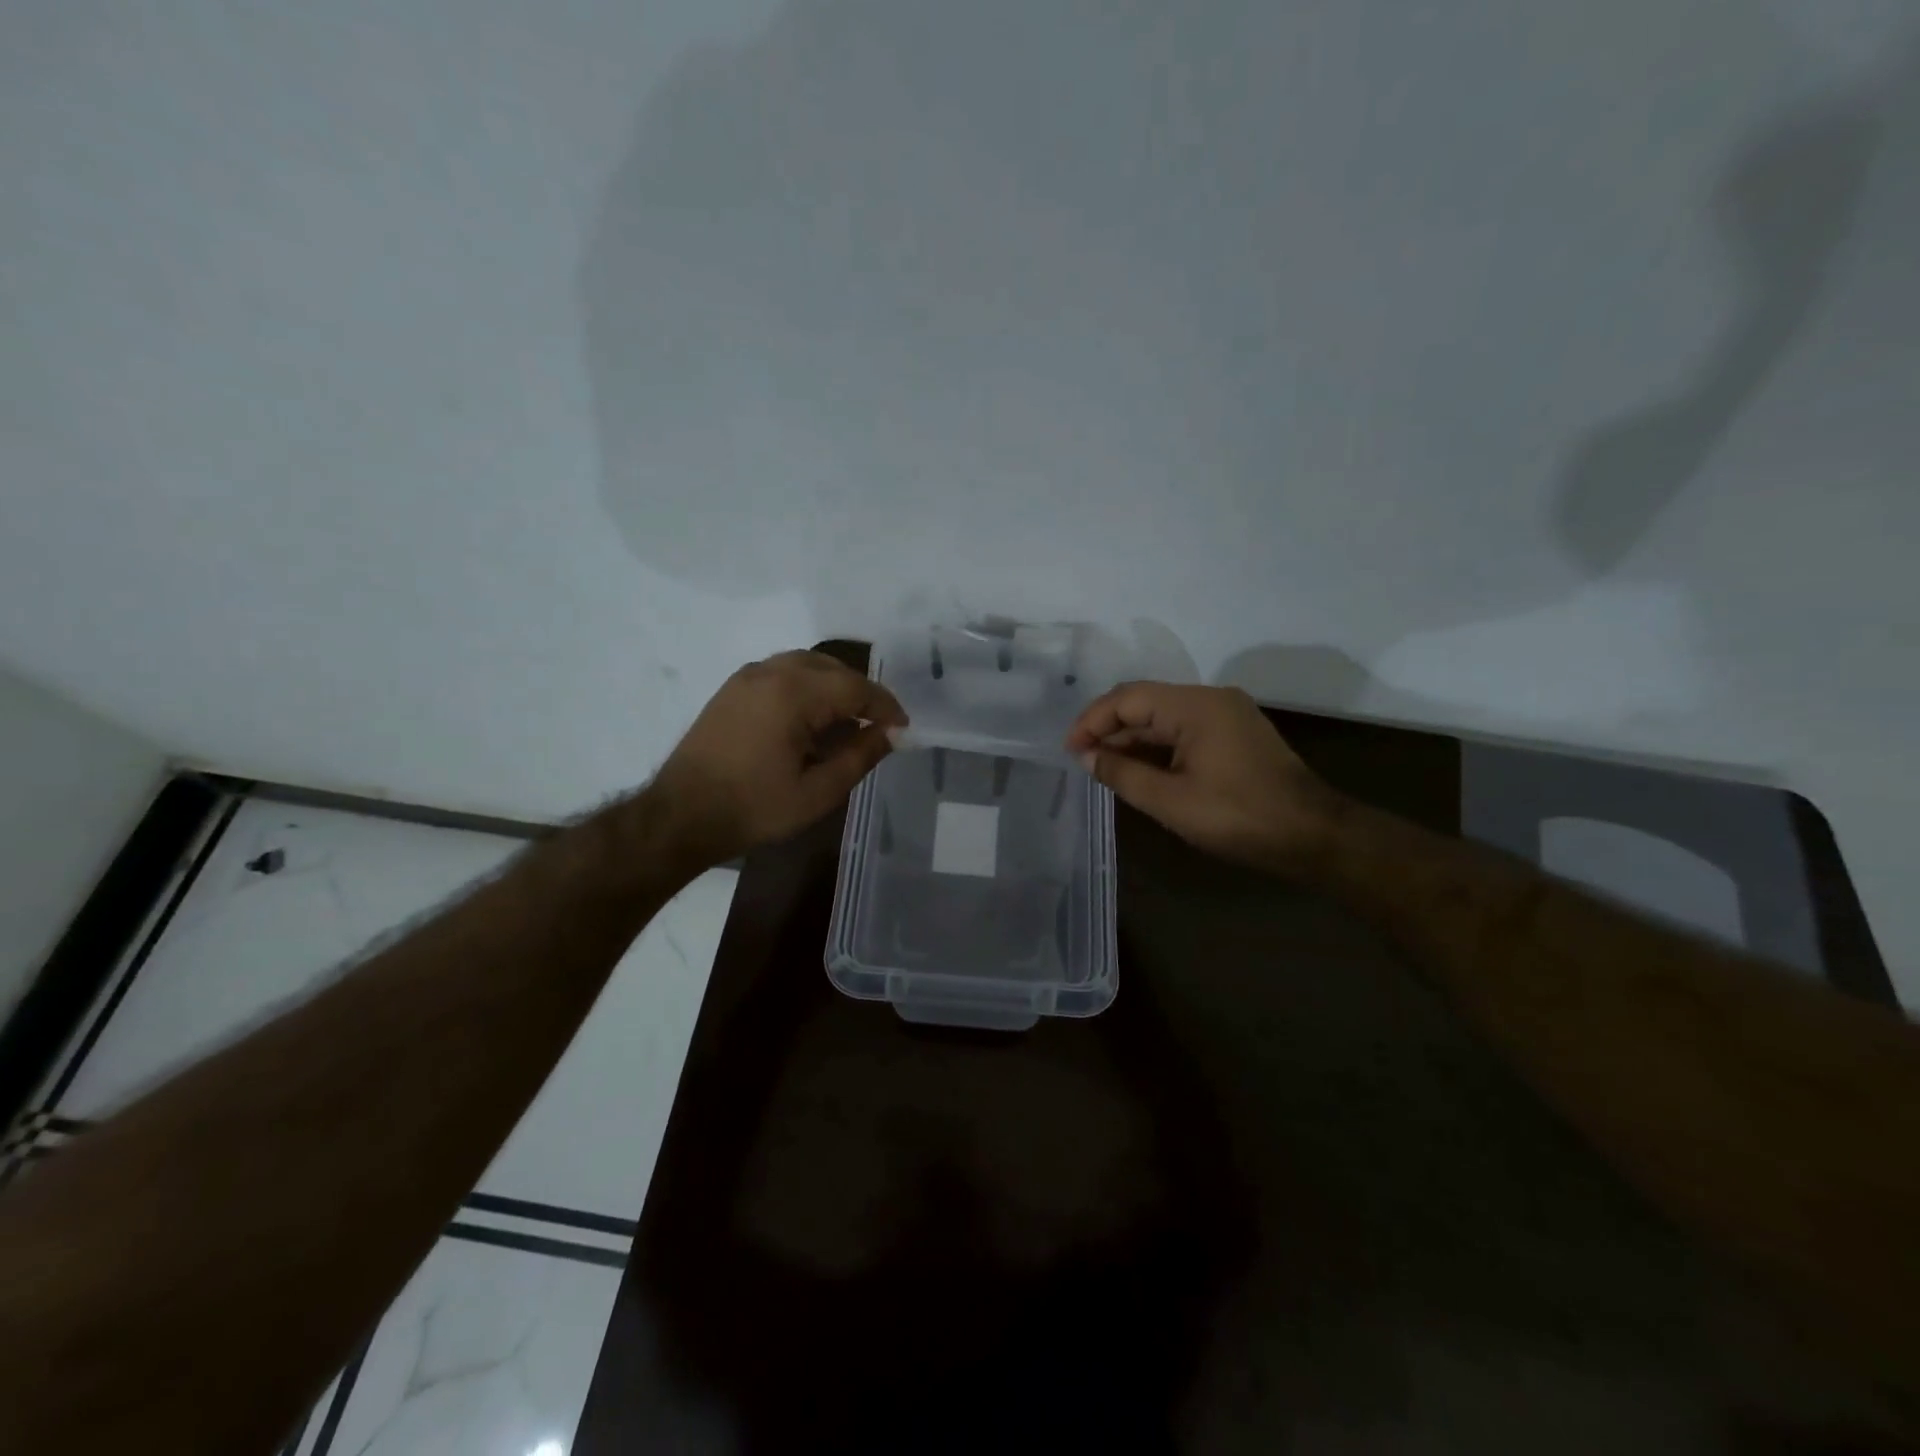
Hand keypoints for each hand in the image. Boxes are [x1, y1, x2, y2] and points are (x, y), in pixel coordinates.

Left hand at [653, 651, 907, 867]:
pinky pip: (783, 673)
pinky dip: (807, 686)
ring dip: (834, 686)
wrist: (680, 816)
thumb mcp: (818, 792)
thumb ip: (860, 756)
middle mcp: (770, 672)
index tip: (903, 728)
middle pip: (833, 668)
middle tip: (880, 725)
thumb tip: (891, 734)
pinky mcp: (733, 688)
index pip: (855, 687)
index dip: (885, 707)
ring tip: (849, 721)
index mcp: (793, 693)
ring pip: (807, 665)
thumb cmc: (754, 808)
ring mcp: (747, 676)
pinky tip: (812, 719)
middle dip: (861, 694)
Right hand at [1064, 683, 1343, 873]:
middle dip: (1109, 729)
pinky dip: (1156, 747)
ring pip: (1163, 717)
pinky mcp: (1234, 734)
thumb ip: (1122, 774)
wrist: (1314, 836)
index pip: (1128, 698)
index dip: (1092, 721)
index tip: (1070, 750)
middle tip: (1082, 760)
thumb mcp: (1170, 801)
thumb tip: (1086, 757)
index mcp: (1195, 706)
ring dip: (1132, 740)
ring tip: (1103, 768)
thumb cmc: (1238, 817)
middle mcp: (1210, 699)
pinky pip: (1183, 730)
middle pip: (1145, 702)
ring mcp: (1226, 715)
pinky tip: (1139, 769)